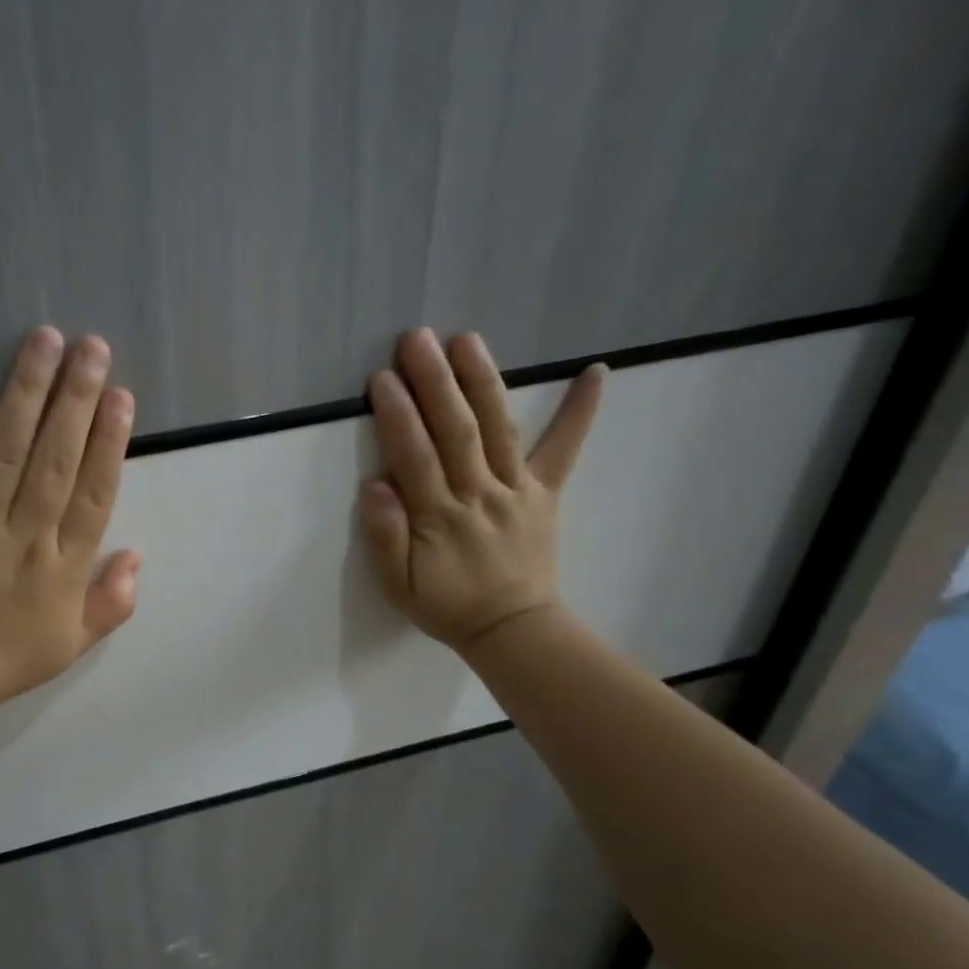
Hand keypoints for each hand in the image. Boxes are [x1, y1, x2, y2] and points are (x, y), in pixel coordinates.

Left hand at [0, 327, 140, 713]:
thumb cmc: (4, 663)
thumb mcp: (73, 645)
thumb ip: (111, 603)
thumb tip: (138, 555)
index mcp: (63, 567)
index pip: (94, 494)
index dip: (110, 444)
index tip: (122, 398)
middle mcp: (24, 537)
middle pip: (56, 460)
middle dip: (77, 400)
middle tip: (92, 347)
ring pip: (4, 452)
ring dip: (24, 394)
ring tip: (42, 341)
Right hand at [359, 329, 604, 658]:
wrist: (511, 629)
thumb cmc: (446, 606)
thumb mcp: (398, 586)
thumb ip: (385, 537)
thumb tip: (374, 486)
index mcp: (439, 517)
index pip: (415, 457)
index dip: (398, 415)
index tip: (383, 378)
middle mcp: (478, 494)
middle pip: (455, 431)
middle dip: (434, 382)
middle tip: (417, 338)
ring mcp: (517, 490)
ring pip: (498, 429)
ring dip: (482, 381)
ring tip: (467, 340)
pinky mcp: (545, 492)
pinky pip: (564, 449)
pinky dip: (580, 411)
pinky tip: (595, 371)